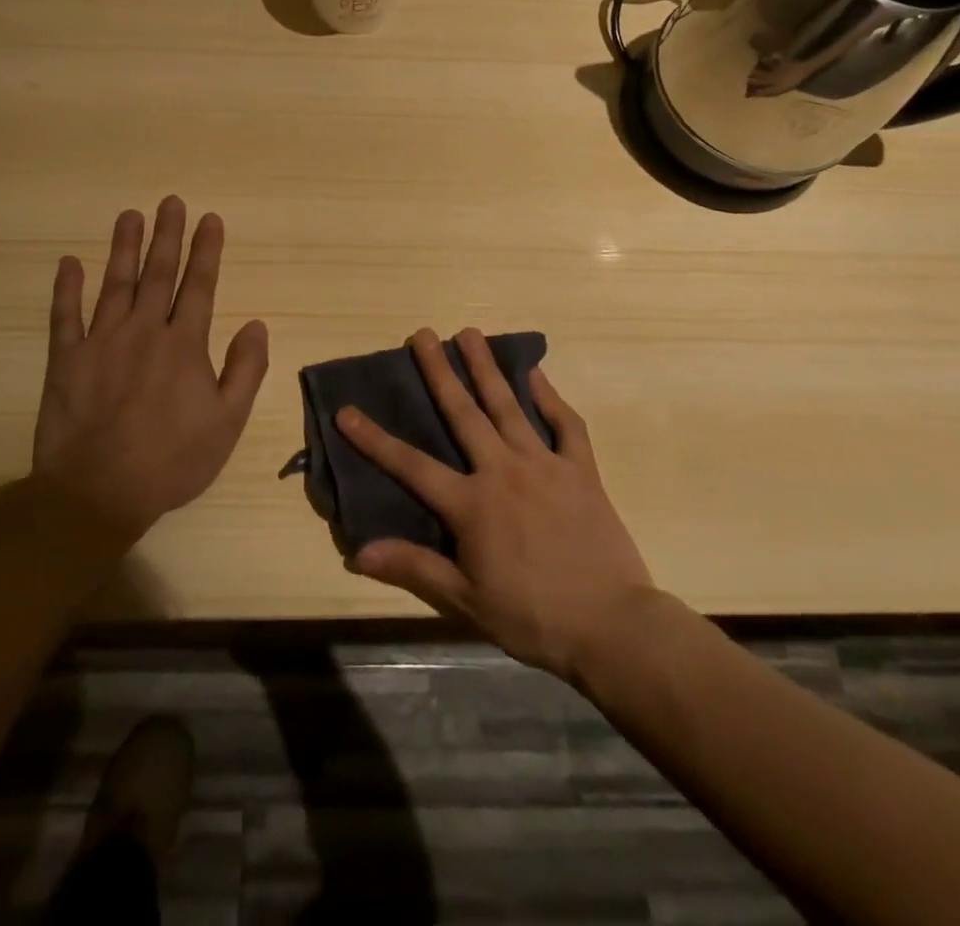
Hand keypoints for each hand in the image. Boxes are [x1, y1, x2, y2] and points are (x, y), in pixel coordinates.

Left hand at [33, 197, 268, 539]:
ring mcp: (101, 342)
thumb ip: (245, 369)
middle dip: (167, 235)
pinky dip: (66, 288)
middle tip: (170, 201)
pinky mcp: (66, 359)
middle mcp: (144, 331)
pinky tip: (69, 262)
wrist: (99, 492)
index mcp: (184, 344)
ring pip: (115, 283)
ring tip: (130, 214)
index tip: (209, 219)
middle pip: (158, 273)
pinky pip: (64, 316)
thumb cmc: (172, 460)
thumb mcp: (228, 422)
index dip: (206, 250)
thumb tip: (257, 324)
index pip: (199, 285)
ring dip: (124, 247)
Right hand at [338, 328, 655, 680]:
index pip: (411, 465)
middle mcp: (503, 471)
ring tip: (469, 333)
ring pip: (509, 406)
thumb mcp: (466, 601)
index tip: (347, 410)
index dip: (374, 439)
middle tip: (422, 334)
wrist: (612, 626)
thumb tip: (357, 552)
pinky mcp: (581, 469)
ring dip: (486, 367)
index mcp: (472, 504)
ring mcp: (545, 464)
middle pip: (463, 413)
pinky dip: (550, 396)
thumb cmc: (533, 616)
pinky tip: (536, 373)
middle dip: (439, 371)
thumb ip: (414, 567)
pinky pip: (566, 424)